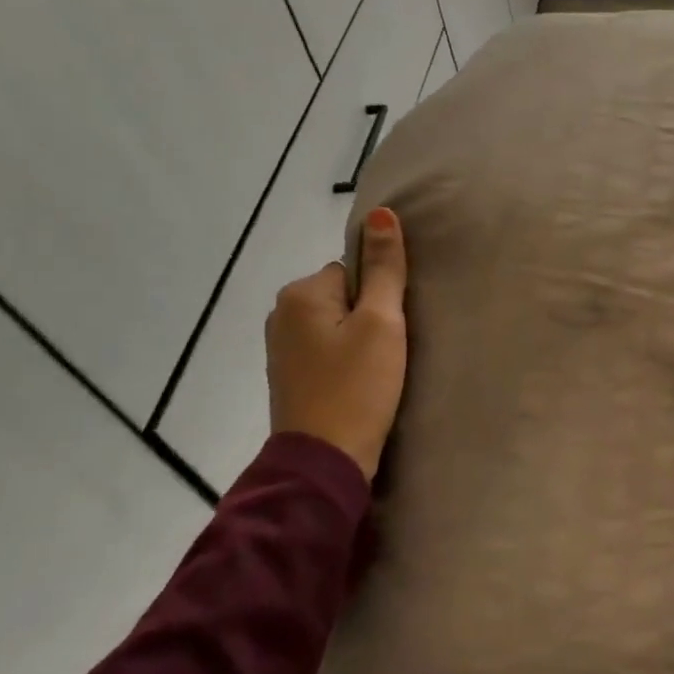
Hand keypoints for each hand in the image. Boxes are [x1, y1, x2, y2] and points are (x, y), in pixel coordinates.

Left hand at [265, 208, 408, 480]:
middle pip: (344, 297)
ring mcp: (281, 349)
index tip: (392, 329)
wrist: (325, 461)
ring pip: (336, 327)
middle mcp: (281, 315)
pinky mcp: (289, 378)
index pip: (353, 271)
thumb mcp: (381, 323)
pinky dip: (345, 363)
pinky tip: (360, 385)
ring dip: (358, 342)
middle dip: (369, 318)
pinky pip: (326, 352)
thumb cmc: (357, 387)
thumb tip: (380, 213)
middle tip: (389, 353)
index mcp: (300, 294)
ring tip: (378, 371)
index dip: (380, 297)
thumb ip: (384, 268)